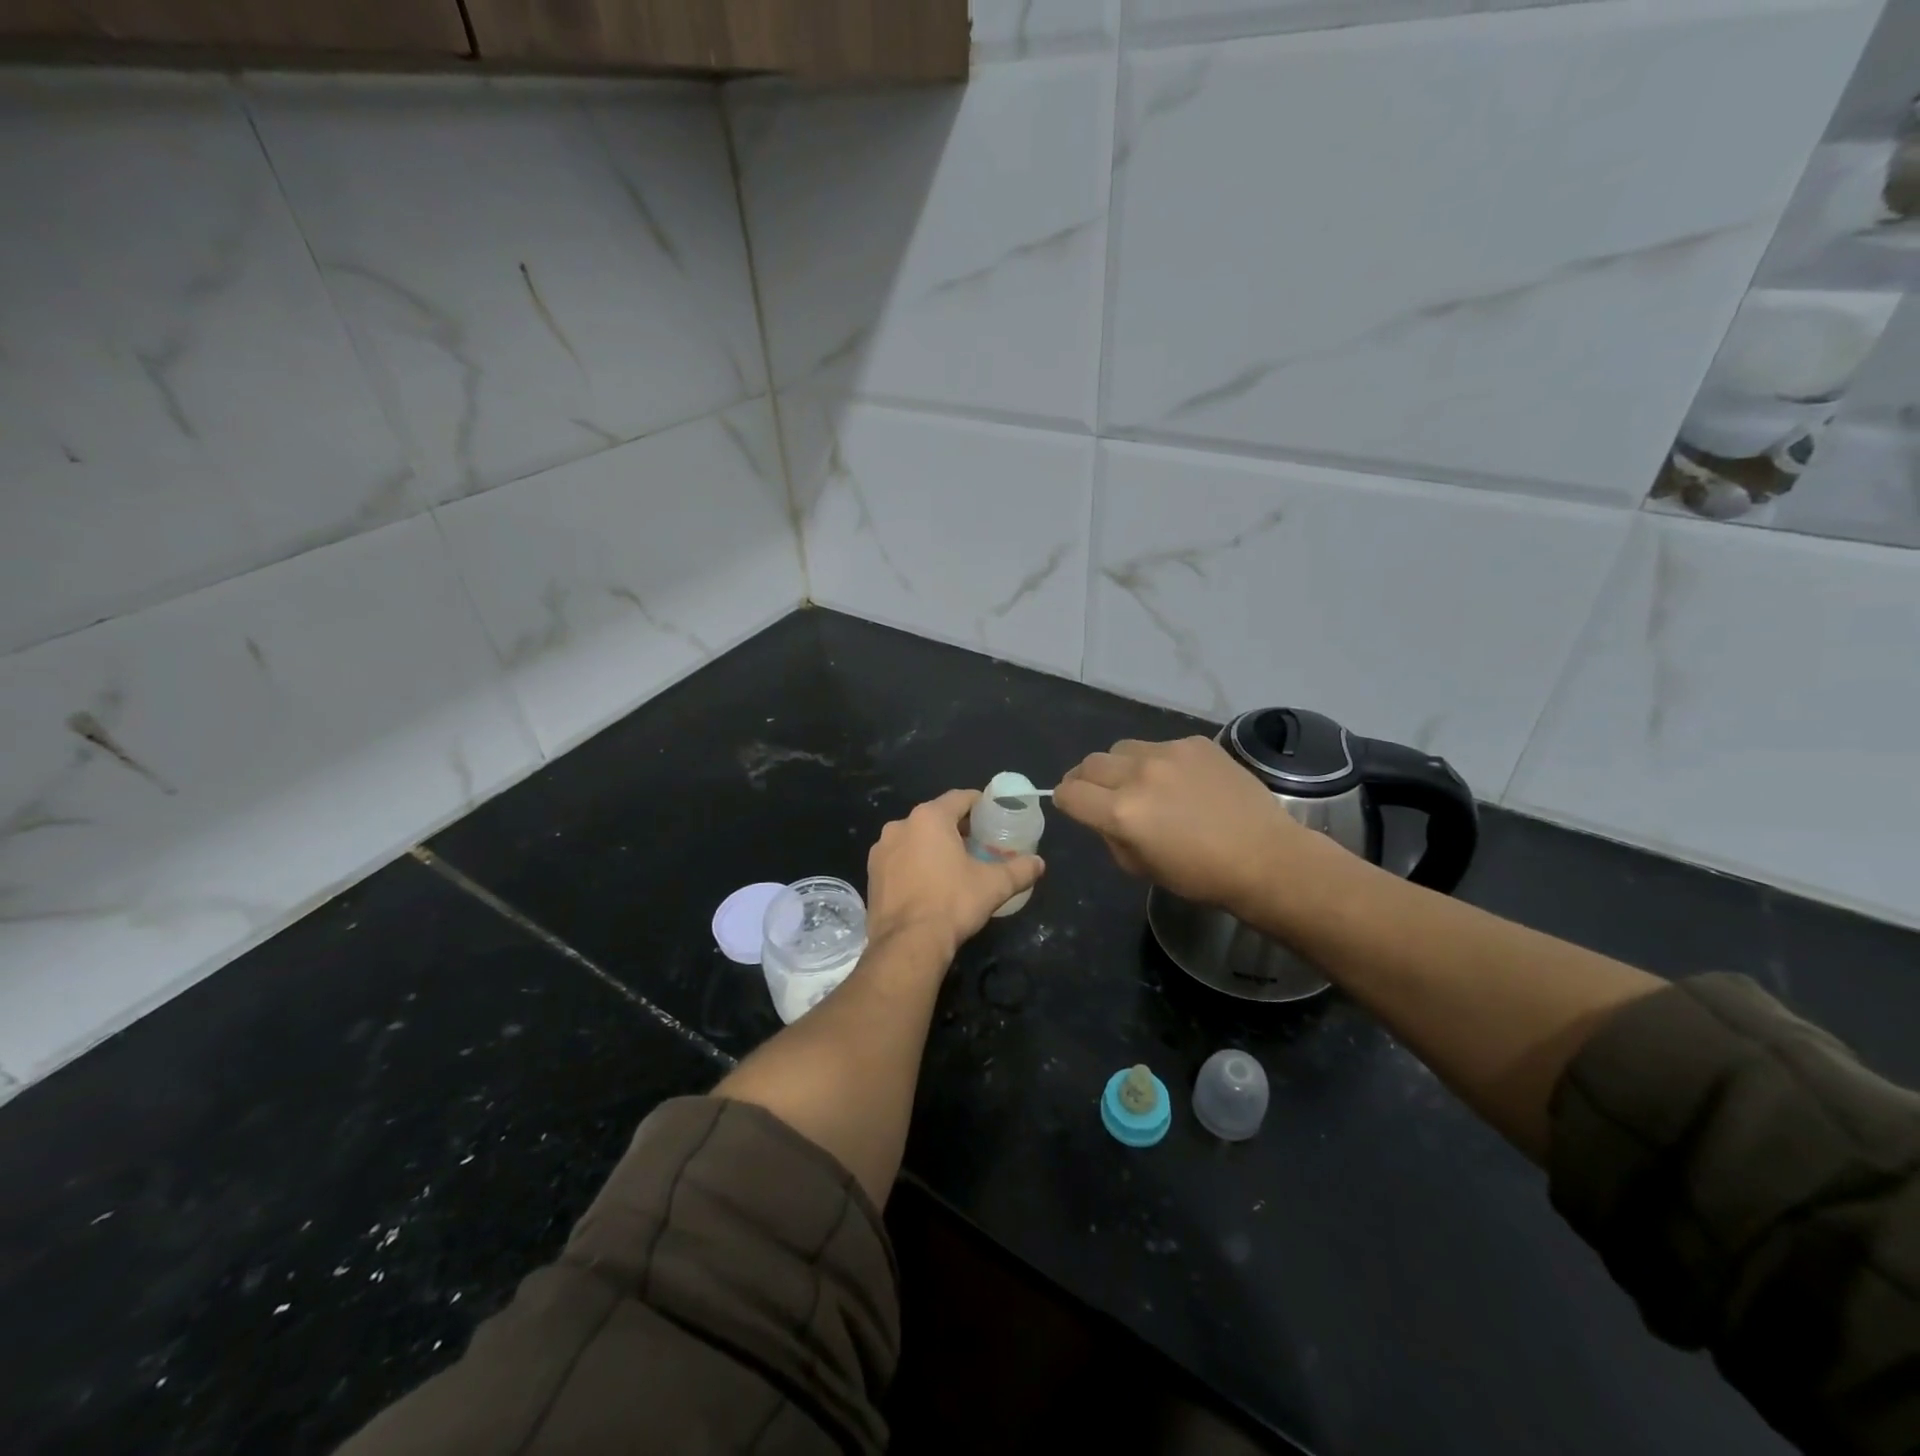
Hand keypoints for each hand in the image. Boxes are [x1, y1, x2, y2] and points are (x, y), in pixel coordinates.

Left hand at [866, 790, 1045, 959]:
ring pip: (914, 838)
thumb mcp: (994, 885)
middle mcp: (900, 826)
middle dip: (957, 827)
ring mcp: (881, 850)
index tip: (993, 815)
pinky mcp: (872, 874)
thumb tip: (1040, 864)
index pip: (960, 798)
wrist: (907, 944)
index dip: (980, 803)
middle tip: (979, 843)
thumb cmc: (952, 903)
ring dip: (933, 845)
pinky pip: (899, 859)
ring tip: (954, 865)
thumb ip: (1020, 870)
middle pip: (935, 817)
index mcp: (929, 818)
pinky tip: (929, 884)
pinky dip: (914, 864)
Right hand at [1054, 737, 1306, 911]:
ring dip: (1120, 766)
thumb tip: (1100, 815)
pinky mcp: (1194, 743)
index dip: (1065, 800)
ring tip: (1141, 783)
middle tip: (1100, 794)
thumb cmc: (1200, 875)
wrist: (1265, 857)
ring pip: (1121, 748)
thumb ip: (1110, 835)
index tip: (1073, 805)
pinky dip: (1158, 761)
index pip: (1069, 793)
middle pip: (1089, 764)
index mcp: (1121, 813)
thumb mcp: (1139, 867)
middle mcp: (1138, 775)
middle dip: (1086, 780)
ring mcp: (1168, 753)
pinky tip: (1181, 781)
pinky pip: (1159, 745)